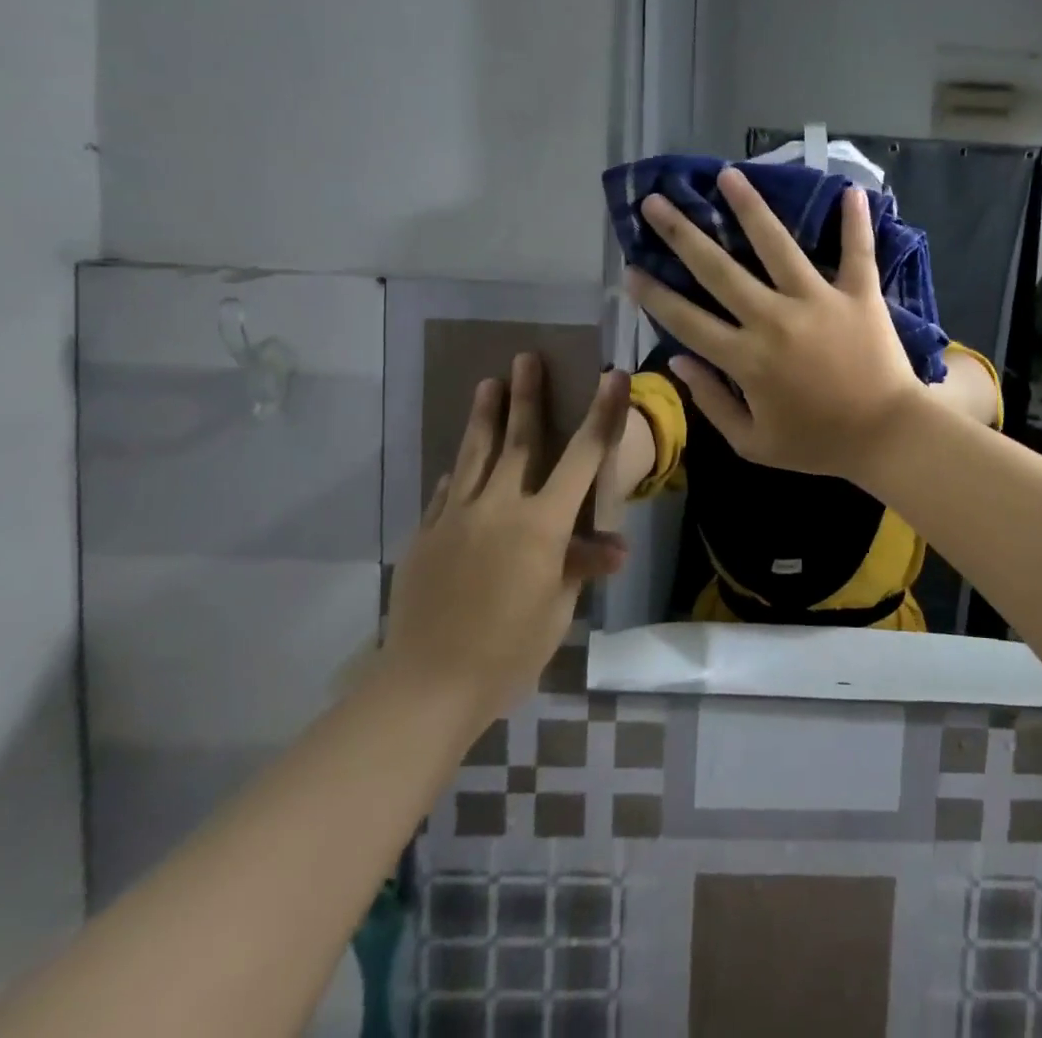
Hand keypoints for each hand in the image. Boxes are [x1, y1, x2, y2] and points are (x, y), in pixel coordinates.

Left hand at [379, 354, 629, 721]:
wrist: (426, 684)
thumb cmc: (508, 650)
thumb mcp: (557, 610)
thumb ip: (580, 567)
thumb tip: (615, 548)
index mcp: (543, 524)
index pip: (583, 457)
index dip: (602, 414)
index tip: (611, 375)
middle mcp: (500, 506)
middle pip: (518, 440)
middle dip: (527, 396)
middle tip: (526, 356)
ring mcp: (456, 516)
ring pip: (473, 454)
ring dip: (484, 416)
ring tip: (487, 383)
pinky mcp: (426, 534)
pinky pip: (446, 492)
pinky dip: (457, 472)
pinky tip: (455, 463)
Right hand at [625, 166, 922, 479]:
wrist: (888, 436)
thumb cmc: (819, 444)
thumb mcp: (754, 444)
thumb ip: (712, 403)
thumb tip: (679, 361)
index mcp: (747, 359)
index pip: (687, 320)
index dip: (654, 295)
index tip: (630, 269)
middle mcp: (775, 319)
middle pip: (719, 270)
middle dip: (682, 234)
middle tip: (655, 202)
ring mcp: (819, 300)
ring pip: (778, 245)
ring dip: (750, 207)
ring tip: (728, 175)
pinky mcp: (860, 294)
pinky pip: (857, 251)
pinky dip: (855, 221)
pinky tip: (849, 188)